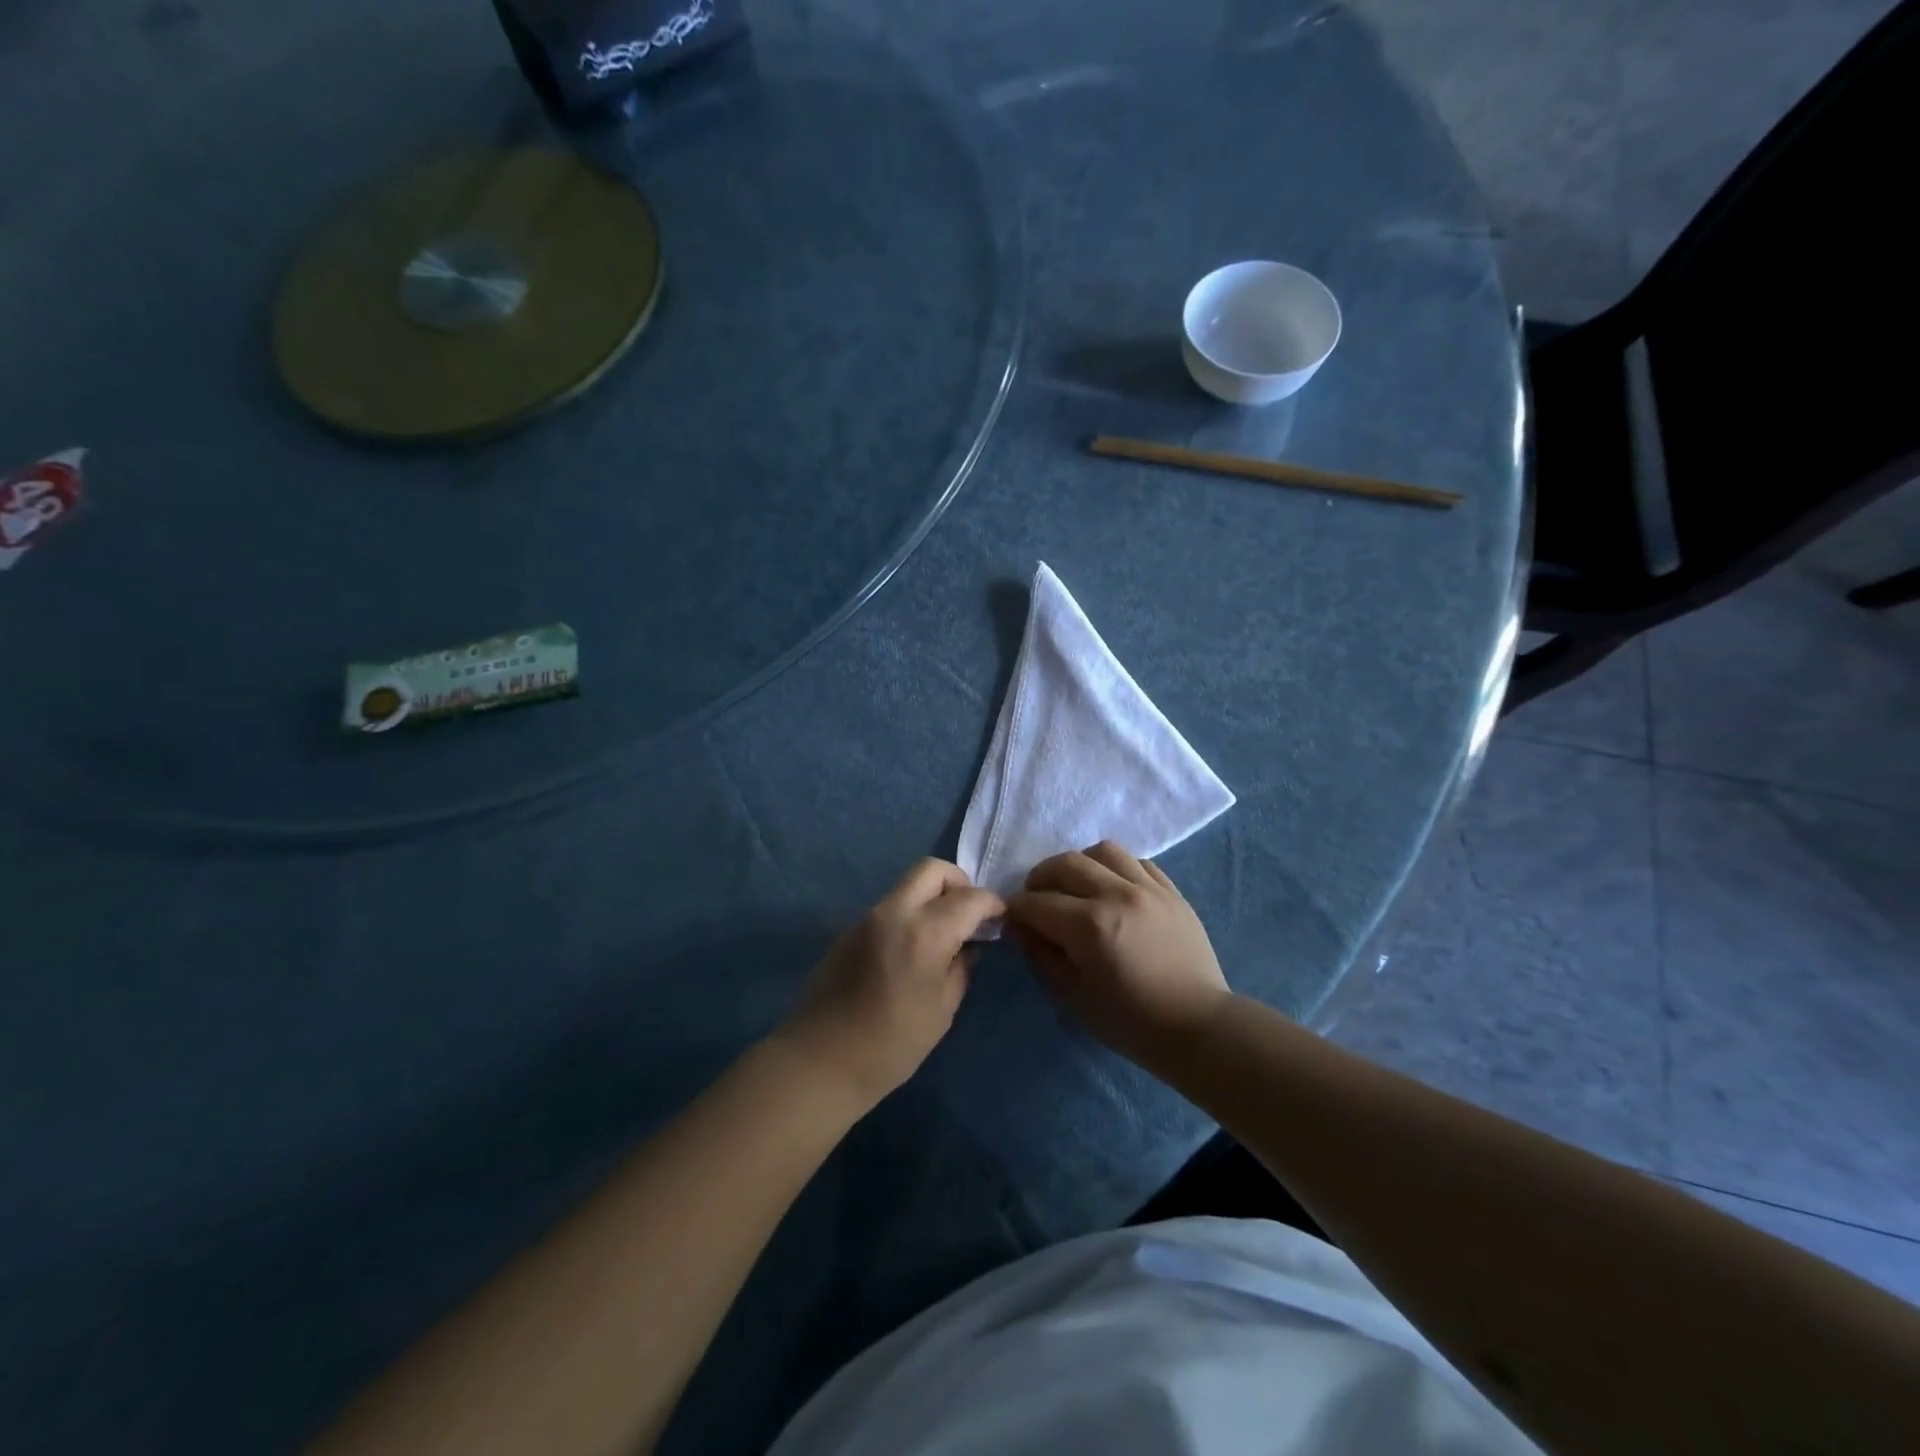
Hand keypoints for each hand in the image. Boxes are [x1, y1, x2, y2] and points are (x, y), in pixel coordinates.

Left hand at [779, 859, 1003, 1108]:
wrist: (820, 1060)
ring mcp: (868, 917)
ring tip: (943, 933)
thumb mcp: (942, 1010)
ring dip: (932, 897)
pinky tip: (913, 948)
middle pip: (932, 869)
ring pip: (909, 884)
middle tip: (969, 916)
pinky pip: (890, 905)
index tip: (1001, 918)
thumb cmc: (892, 1045)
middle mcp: (895, 912)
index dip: (992, 904)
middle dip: (959, 883)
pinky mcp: (851, 928)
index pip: (970, 898)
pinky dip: (910, 912)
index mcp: (925, 933)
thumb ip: (962, 968)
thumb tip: (970, 946)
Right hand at [1005, 841, 1231, 1067]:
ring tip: (1076, 887)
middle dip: (1040, 878)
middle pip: (1066, 864)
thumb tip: (1019, 928)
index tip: (1010, 919)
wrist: (1197, 1027)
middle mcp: (1117, 894)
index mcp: (1089, 925)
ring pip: (1104, 851)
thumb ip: (1041, 956)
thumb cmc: (1130, 1022)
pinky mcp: (1172, 892)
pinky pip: (1138, 862)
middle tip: (1036, 899)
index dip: (1016, 909)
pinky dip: (1117, 869)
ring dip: (1081, 864)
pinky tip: (1113, 889)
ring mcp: (1149, 889)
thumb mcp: (1073, 997)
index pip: (1037, 903)